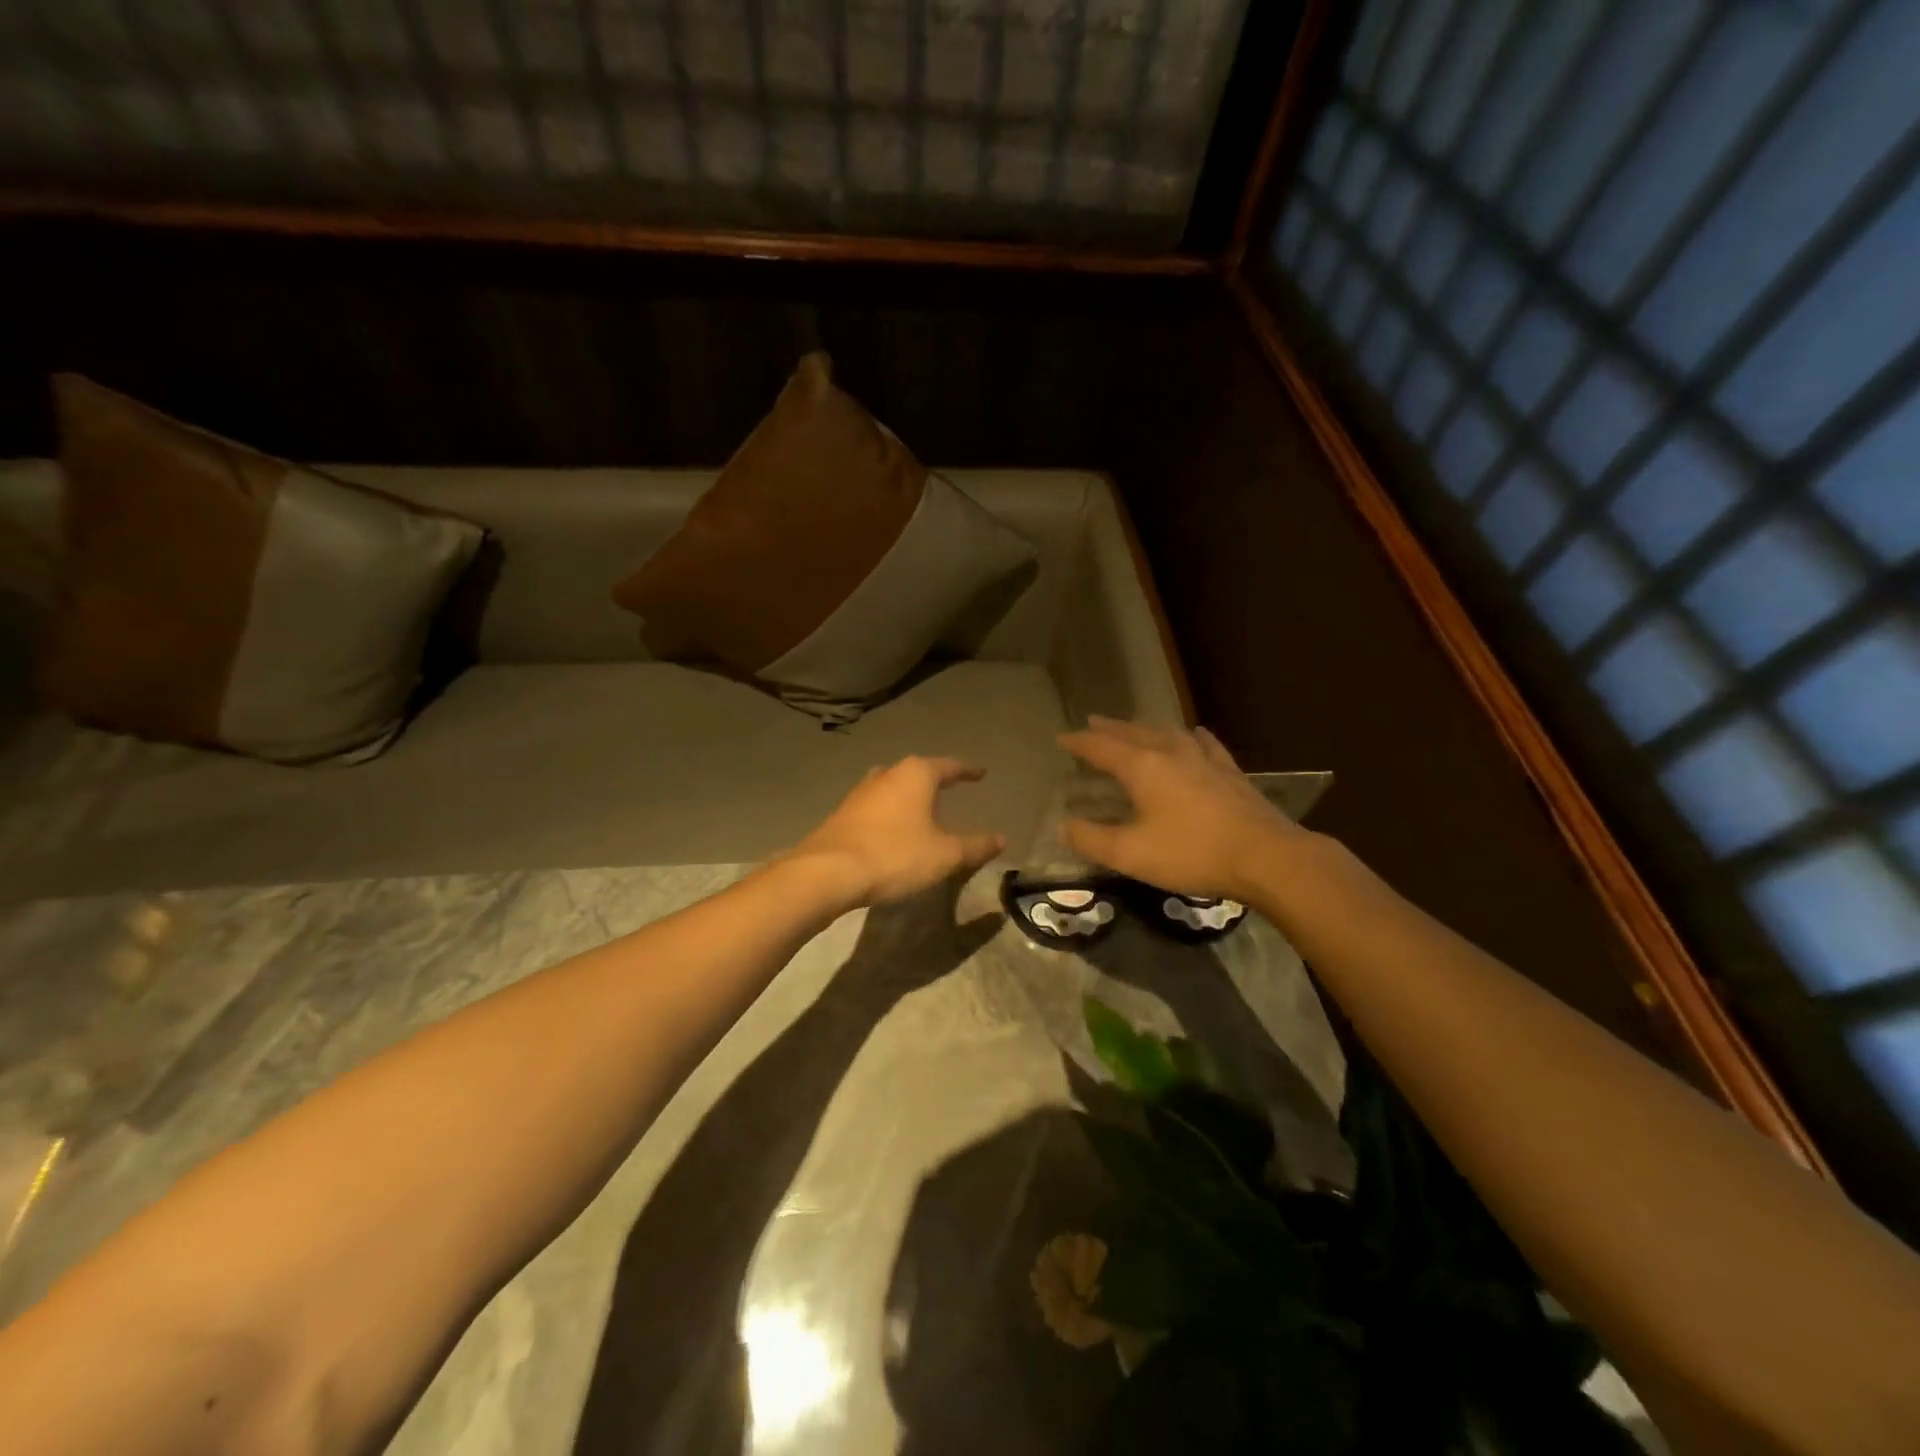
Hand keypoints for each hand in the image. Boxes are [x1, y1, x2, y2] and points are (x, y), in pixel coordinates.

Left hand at [785, 756, 1006, 907]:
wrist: (828, 872)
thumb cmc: (895, 855)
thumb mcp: (945, 855)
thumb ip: (975, 846)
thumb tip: (1002, 839)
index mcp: (916, 775)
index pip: (949, 766)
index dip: (967, 771)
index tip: (980, 773)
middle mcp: (887, 774)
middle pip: (917, 771)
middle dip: (934, 780)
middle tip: (951, 788)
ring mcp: (861, 792)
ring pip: (893, 786)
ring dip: (909, 796)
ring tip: (922, 808)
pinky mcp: (843, 813)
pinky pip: (876, 806)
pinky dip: (890, 812)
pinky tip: (893, 829)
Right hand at [1057, 717, 1304, 900]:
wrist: (1264, 856)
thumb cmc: (1191, 853)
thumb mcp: (1131, 853)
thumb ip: (1092, 839)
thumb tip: (1062, 827)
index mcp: (1142, 767)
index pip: (1101, 747)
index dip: (1079, 742)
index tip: (1061, 738)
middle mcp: (1170, 752)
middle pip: (1133, 733)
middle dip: (1109, 728)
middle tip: (1092, 723)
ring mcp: (1203, 759)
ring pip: (1167, 733)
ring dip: (1144, 728)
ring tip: (1134, 727)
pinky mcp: (1229, 772)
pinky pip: (1204, 743)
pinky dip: (1191, 736)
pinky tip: (1194, 734)